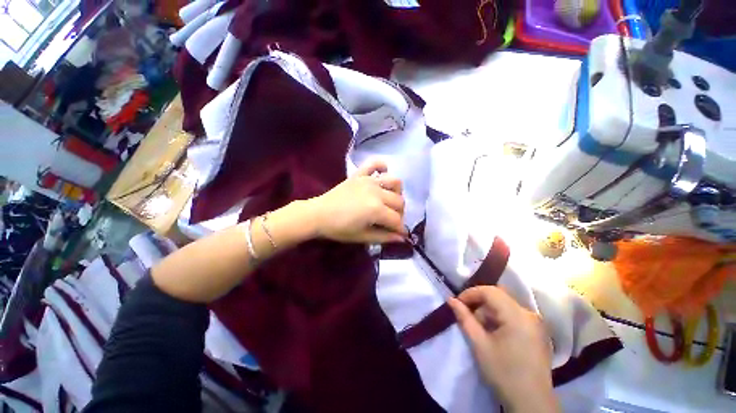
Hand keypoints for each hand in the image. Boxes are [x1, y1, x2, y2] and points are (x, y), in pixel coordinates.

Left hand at [309, 159, 406, 243]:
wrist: (318, 214)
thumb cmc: (339, 228)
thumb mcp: (362, 237)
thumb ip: (384, 237)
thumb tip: (402, 238)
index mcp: (376, 209)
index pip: (397, 220)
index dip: (401, 229)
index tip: (400, 234)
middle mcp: (377, 192)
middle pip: (399, 202)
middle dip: (399, 214)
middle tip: (392, 222)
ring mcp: (369, 180)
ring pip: (395, 182)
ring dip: (397, 192)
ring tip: (389, 201)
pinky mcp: (360, 174)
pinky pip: (375, 163)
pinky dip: (382, 166)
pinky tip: (382, 174)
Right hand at [448, 286, 559, 412]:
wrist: (531, 404)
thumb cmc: (504, 373)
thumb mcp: (479, 345)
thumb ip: (464, 318)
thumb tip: (451, 300)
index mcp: (518, 315)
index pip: (490, 291)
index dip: (471, 293)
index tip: (458, 303)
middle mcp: (529, 314)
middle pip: (498, 296)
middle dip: (479, 303)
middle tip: (467, 316)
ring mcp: (535, 323)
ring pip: (505, 305)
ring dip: (489, 312)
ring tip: (480, 328)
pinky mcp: (537, 332)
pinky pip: (514, 315)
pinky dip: (499, 319)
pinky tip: (494, 334)